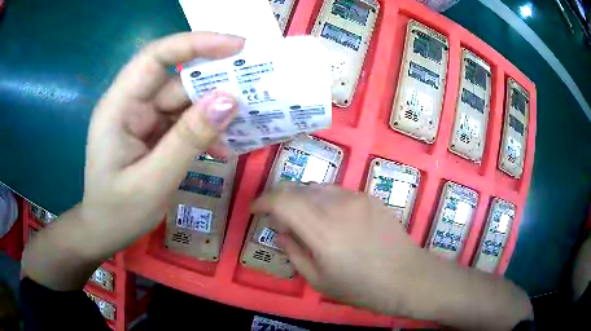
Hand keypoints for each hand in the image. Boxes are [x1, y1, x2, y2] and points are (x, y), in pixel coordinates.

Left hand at [80, 32, 243, 258]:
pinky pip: (183, 122)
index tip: (237, 46)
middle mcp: (130, 104)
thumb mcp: (153, 181)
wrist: (105, 233)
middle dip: (213, 82)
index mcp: (118, 107)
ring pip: (183, 102)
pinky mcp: (152, 133)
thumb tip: (230, 100)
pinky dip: (204, 131)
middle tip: (255, 88)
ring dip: (213, 113)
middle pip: (175, 79)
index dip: (195, 44)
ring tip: (244, 125)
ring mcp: (142, 119)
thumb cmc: (118, 212)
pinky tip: (222, 148)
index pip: (155, 57)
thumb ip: (188, 139)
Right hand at [252, 183, 425, 314]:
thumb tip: (280, 232)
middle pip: (296, 188)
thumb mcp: (318, 279)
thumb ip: (294, 252)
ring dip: (302, 200)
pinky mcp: (369, 197)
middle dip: (280, 200)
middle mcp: (337, 205)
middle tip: (279, 221)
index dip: (262, 201)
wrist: (407, 276)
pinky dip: (323, 201)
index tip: (255, 211)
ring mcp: (356, 197)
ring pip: (316, 187)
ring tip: (305, 222)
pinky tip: (332, 221)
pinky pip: (336, 192)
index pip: (281, 200)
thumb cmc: (361, 287)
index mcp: (321, 229)